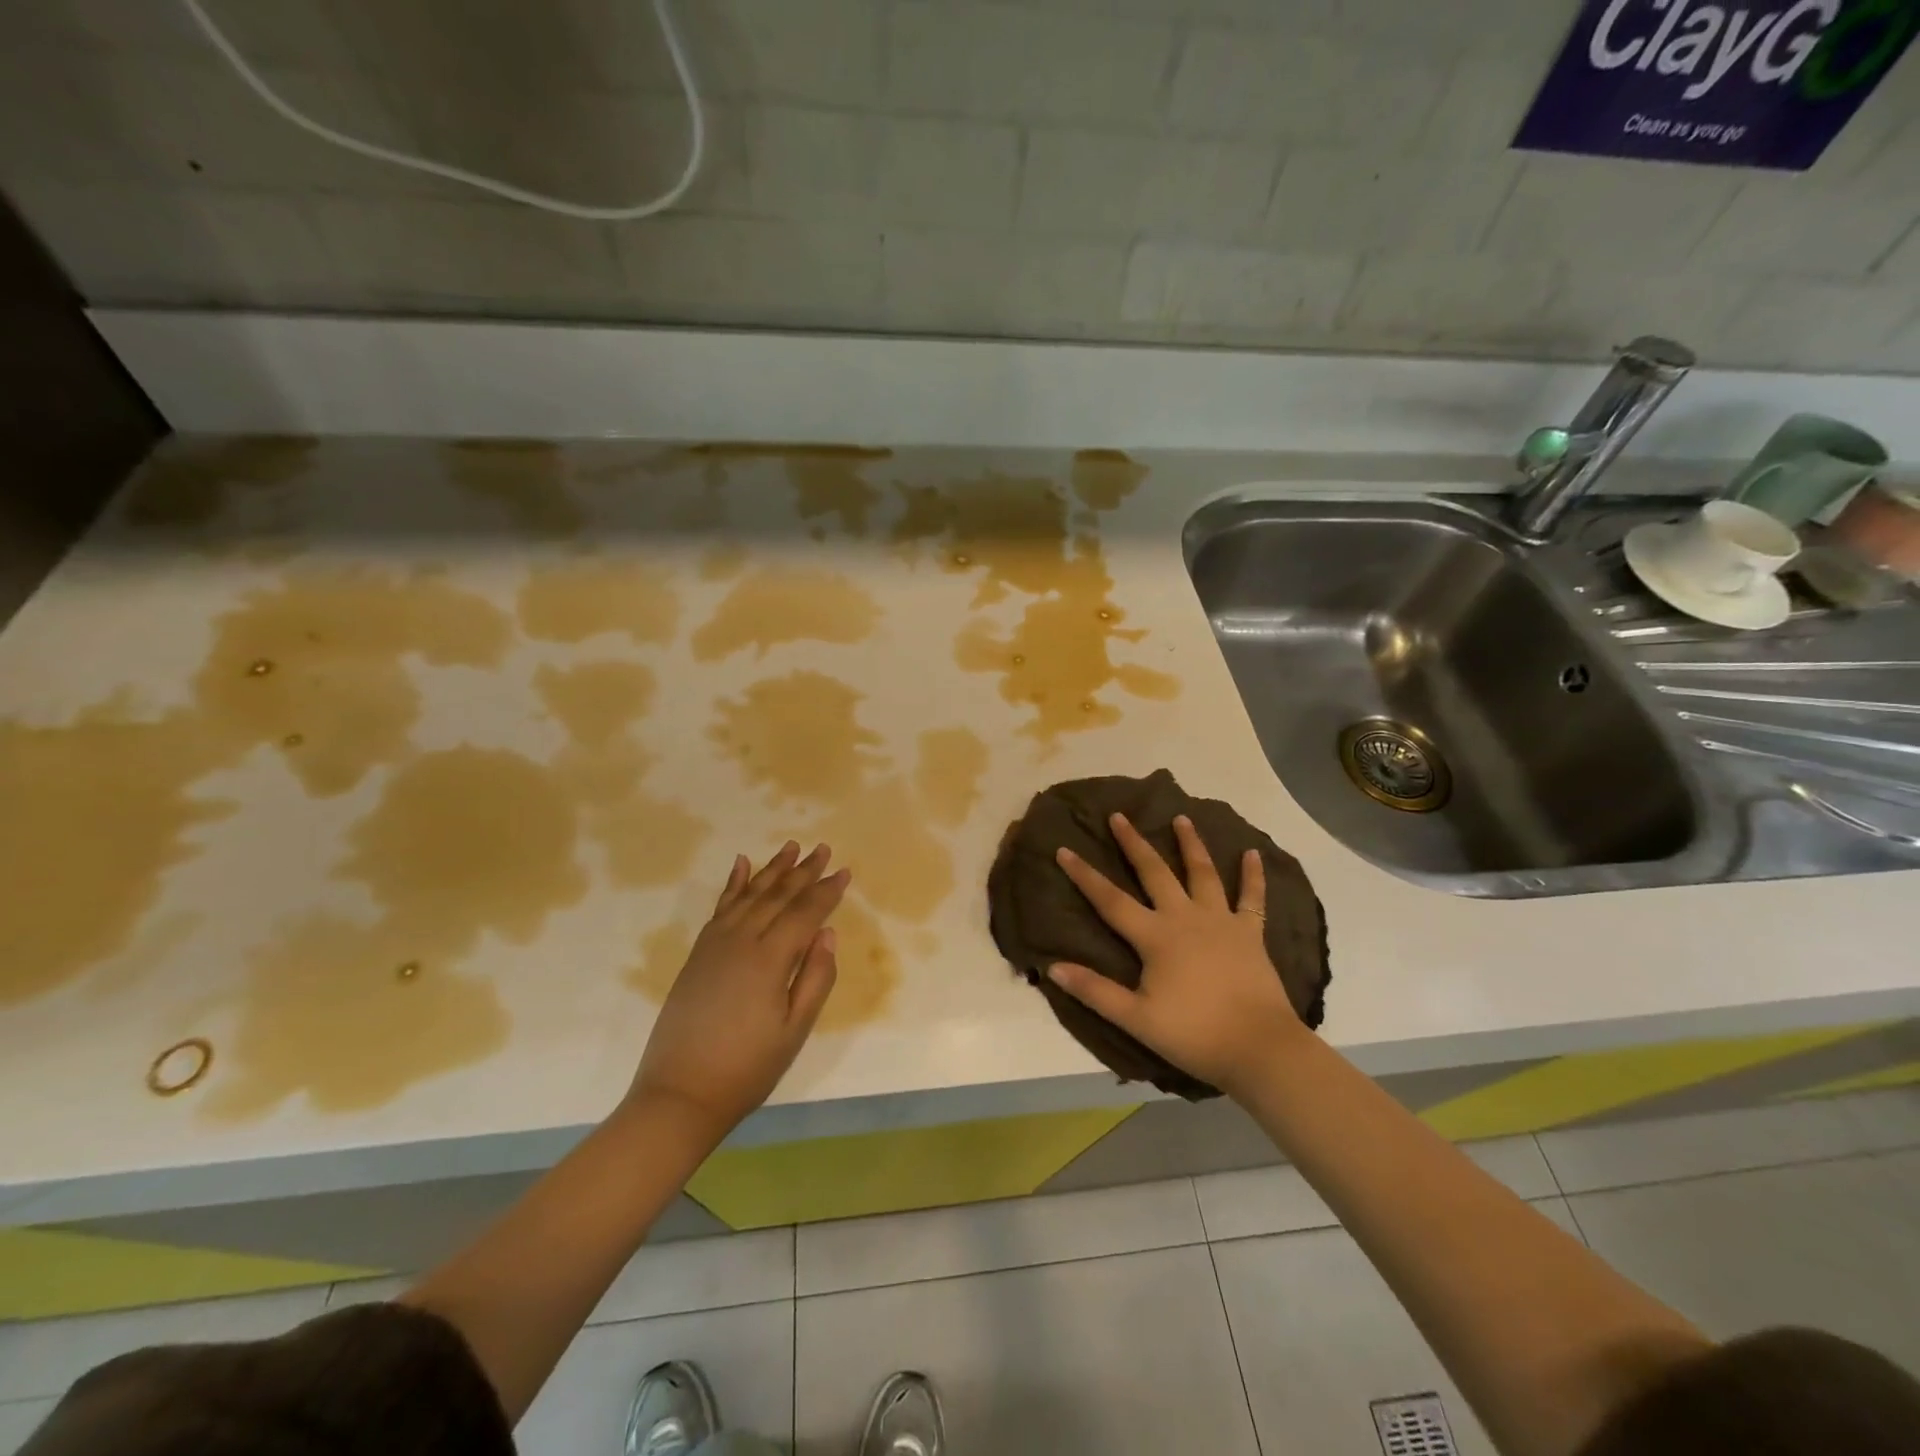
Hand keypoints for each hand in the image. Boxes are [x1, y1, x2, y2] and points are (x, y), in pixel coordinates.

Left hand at [628, 842, 848, 1137]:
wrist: (679, 1094)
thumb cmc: (747, 1068)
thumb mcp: (794, 1031)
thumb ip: (815, 978)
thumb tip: (828, 934)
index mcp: (770, 959)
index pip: (805, 913)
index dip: (827, 892)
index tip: (845, 872)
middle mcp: (742, 940)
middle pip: (779, 896)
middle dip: (804, 871)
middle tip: (823, 848)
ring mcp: (715, 944)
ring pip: (750, 894)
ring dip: (773, 870)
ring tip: (791, 847)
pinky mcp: (698, 953)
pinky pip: (720, 907)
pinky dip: (733, 883)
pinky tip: (742, 865)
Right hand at [1050, 813, 1305, 1096]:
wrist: (1259, 1047)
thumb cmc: (1194, 1034)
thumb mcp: (1136, 1019)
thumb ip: (1095, 991)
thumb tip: (1052, 967)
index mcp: (1155, 937)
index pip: (1110, 900)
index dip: (1085, 876)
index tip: (1064, 849)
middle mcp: (1185, 917)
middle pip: (1154, 872)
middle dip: (1134, 843)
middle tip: (1119, 815)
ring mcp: (1221, 921)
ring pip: (1202, 873)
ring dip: (1191, 844)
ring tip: (1182, 817)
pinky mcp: (1250, 933)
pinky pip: (1252, 898)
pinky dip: (1253, 875)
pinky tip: (1252, 853)